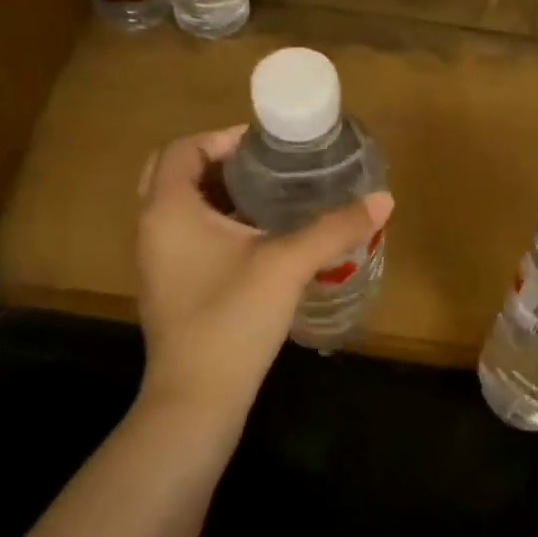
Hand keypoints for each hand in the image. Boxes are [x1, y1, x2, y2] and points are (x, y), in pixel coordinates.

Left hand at [135, 126, 393, 413]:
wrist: (196, 398)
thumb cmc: (232, 319)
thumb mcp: (288, 265)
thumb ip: (335, 228)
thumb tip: (384, 200)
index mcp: (169, 209)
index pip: (184, 148)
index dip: (223, 138)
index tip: (266, 147)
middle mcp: (153, 227)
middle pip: (174, 172)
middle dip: (216, 161)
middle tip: (262, 167)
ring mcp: (156, 260)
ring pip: (179, 206)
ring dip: (215, 192)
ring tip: (266, 195)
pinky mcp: (168, 286)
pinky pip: (184, 235)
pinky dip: (212, 222)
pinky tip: (256, 239)